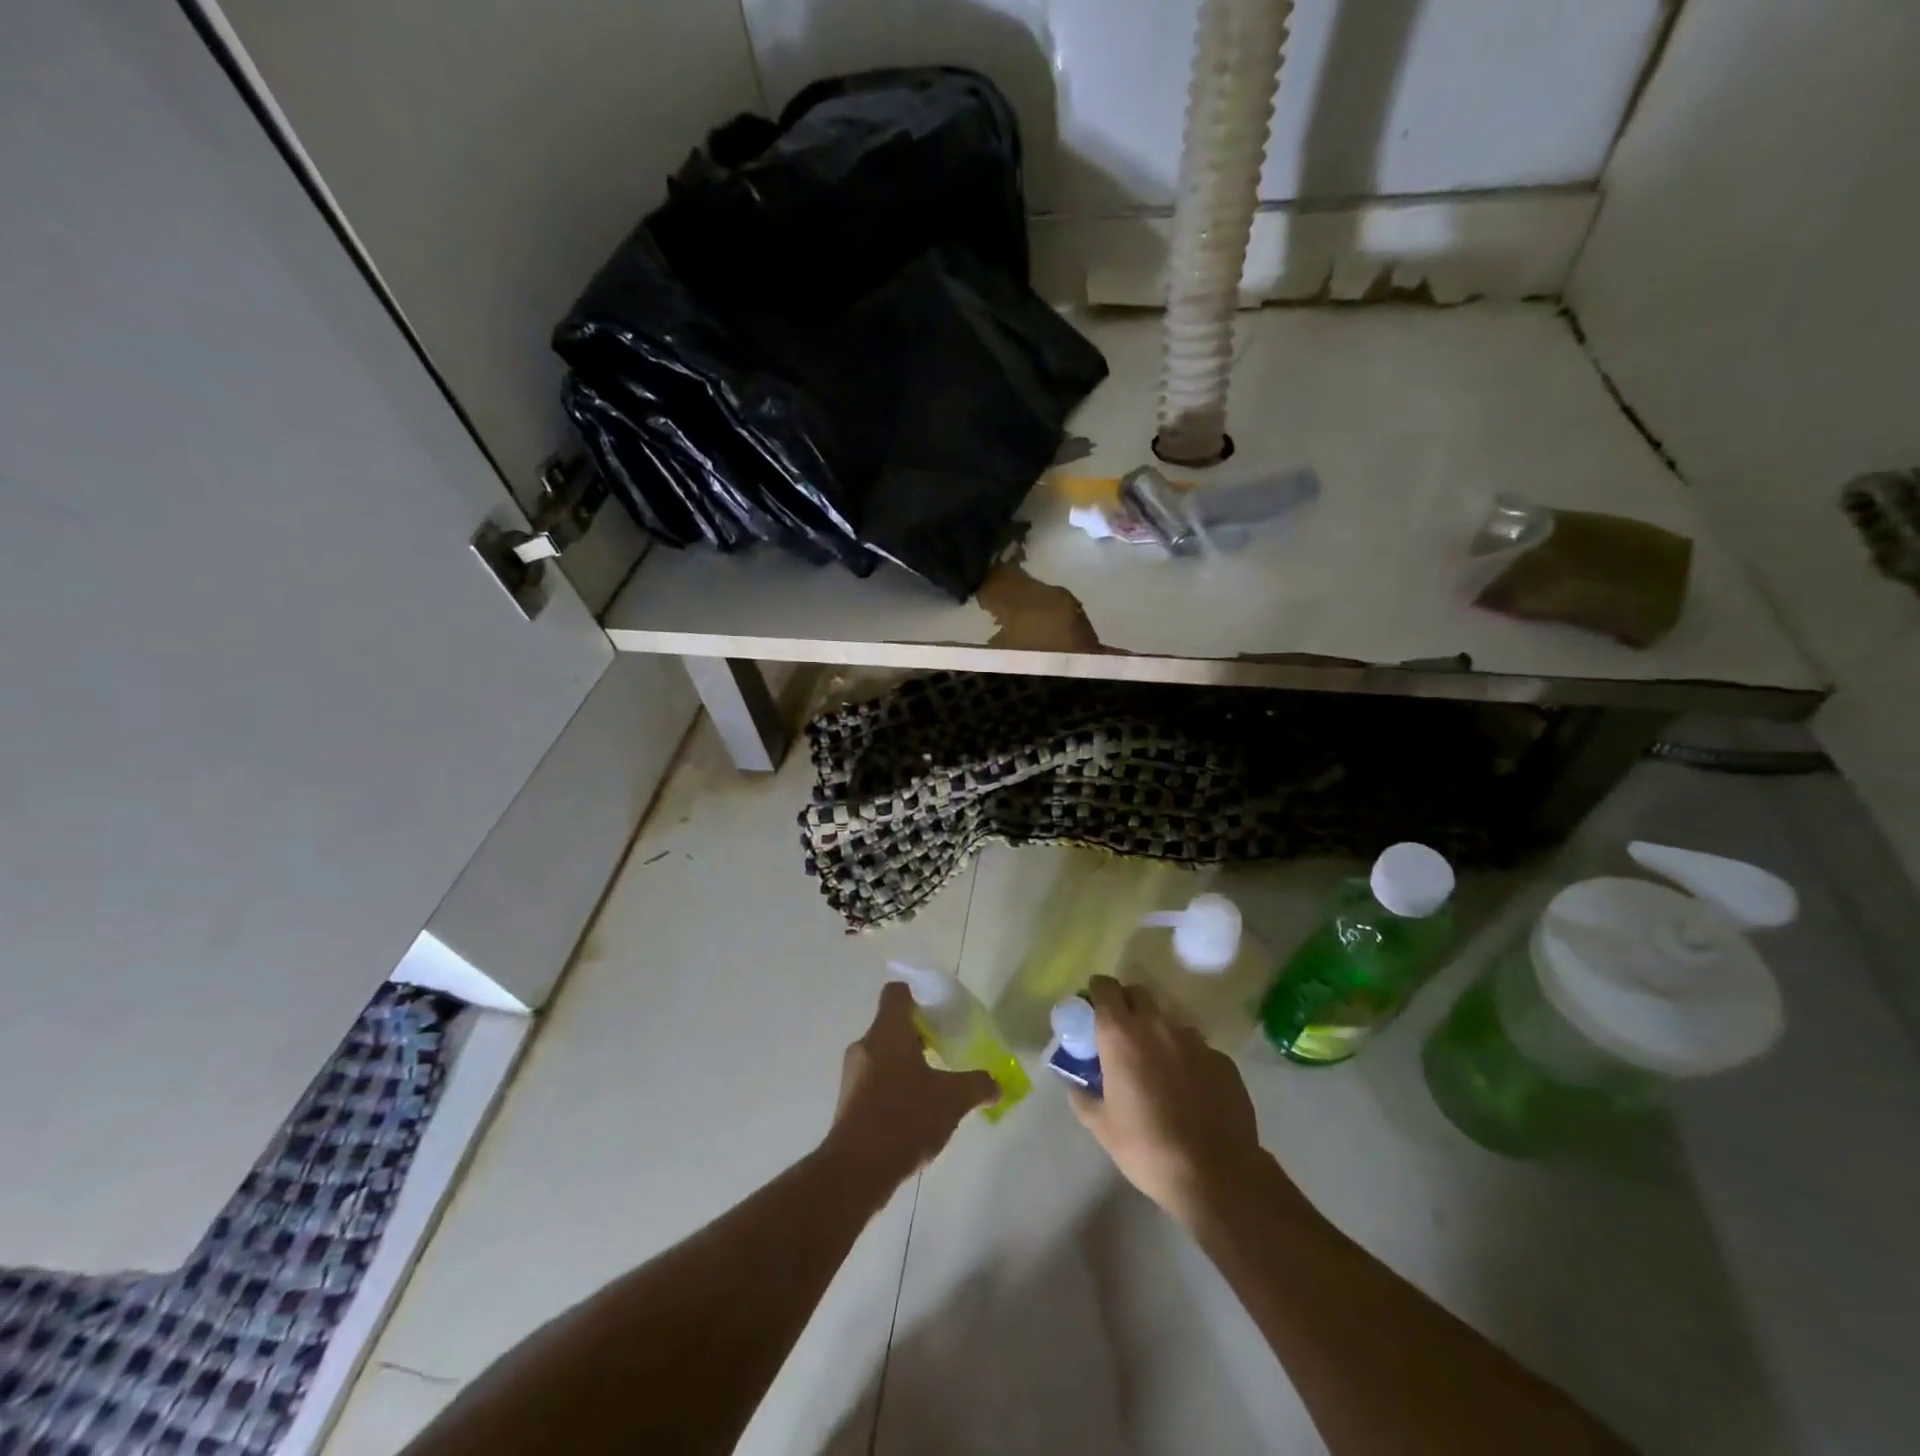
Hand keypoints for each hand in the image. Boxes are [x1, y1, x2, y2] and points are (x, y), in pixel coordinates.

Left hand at [826, 982, 997, 1189]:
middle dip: (918, 1036)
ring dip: (906, 1065)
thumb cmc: (905, 1117)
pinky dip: (893, 1088)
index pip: (896, 993)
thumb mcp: (951, 1099)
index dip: (917, 996)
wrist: (856, 1170)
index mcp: (888, 1031)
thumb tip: (997, 1085)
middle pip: (892, 1026)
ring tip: (932, 1087)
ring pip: (883, 1055)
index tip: (937, 1013)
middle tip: (944, 1052)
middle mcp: (865, 1045)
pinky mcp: (848, 1103)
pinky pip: (874, 1082)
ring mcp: (852, 1075)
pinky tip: (913, 1114)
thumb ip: (977, 1086)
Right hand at [1071, 976, 1278, 1226]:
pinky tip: (1189, 1090)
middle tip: (1121, 1036)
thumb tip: (1075, 1083)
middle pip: (1138, 993)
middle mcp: (1157, 1026)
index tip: (1093, 1010)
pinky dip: (1186, 1058)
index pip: (1105, 987)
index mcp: (1121, 1035)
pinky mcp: (1221, 1059)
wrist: (1216, 1174)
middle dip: (1126, 1005)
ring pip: (1168, 1021)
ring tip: (1157, 1068)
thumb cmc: (1147, 1147)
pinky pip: (1197, 1048)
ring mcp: (1194, 1040)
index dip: (1097, 993)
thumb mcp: (1101, 1127)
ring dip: (1157, 1033)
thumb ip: (1082, 1096)